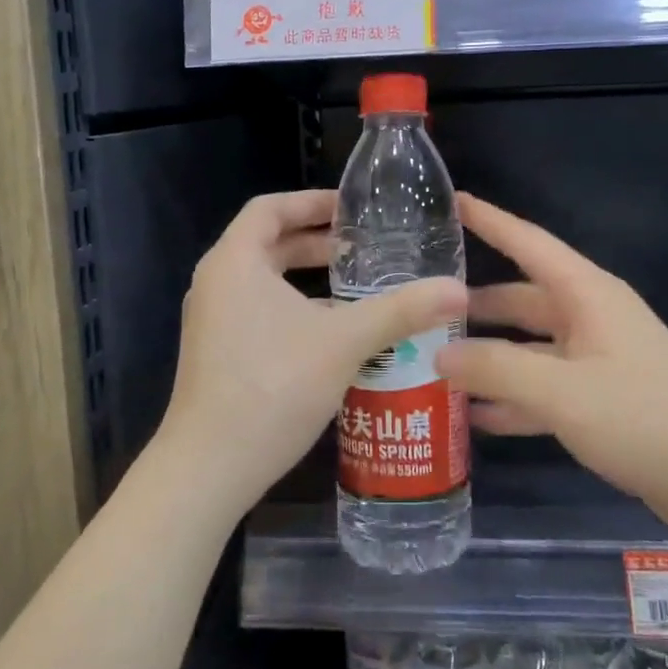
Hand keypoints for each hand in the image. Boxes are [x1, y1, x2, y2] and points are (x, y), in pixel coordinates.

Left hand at [155, 190, 466, 518]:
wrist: (209, 467)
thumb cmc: (273, 385)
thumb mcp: (344, 341)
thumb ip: (401, 310)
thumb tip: (458, 290)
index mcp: (234, 262)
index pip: (270, 208)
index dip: (311, 202)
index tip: (351, 208)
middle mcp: (216, 283)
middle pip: (268, 244)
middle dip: (316, 244)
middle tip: (365, 248)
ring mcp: (212, 321)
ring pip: (265, 283)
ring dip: (309, 281)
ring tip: (358, 288)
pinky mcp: (217, 354)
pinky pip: (259, 312)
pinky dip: (296, 310)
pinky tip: (335, 335)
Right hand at [438, 192, 667, 536]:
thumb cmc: (643, 418)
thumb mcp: (560, 392)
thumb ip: (495, 369)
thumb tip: (439, 353)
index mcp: (587, 295)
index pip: (528, 243)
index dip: (489, 220)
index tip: (452, 200)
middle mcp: (591, 317)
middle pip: (522, 299)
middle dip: (474, 306)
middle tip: (423, 309)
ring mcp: (597, 359)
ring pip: (529, 347)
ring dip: (489, 357)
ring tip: (435, 364)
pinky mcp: (602, 398)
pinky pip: (544, 386)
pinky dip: (513, 397)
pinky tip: (475, 416)